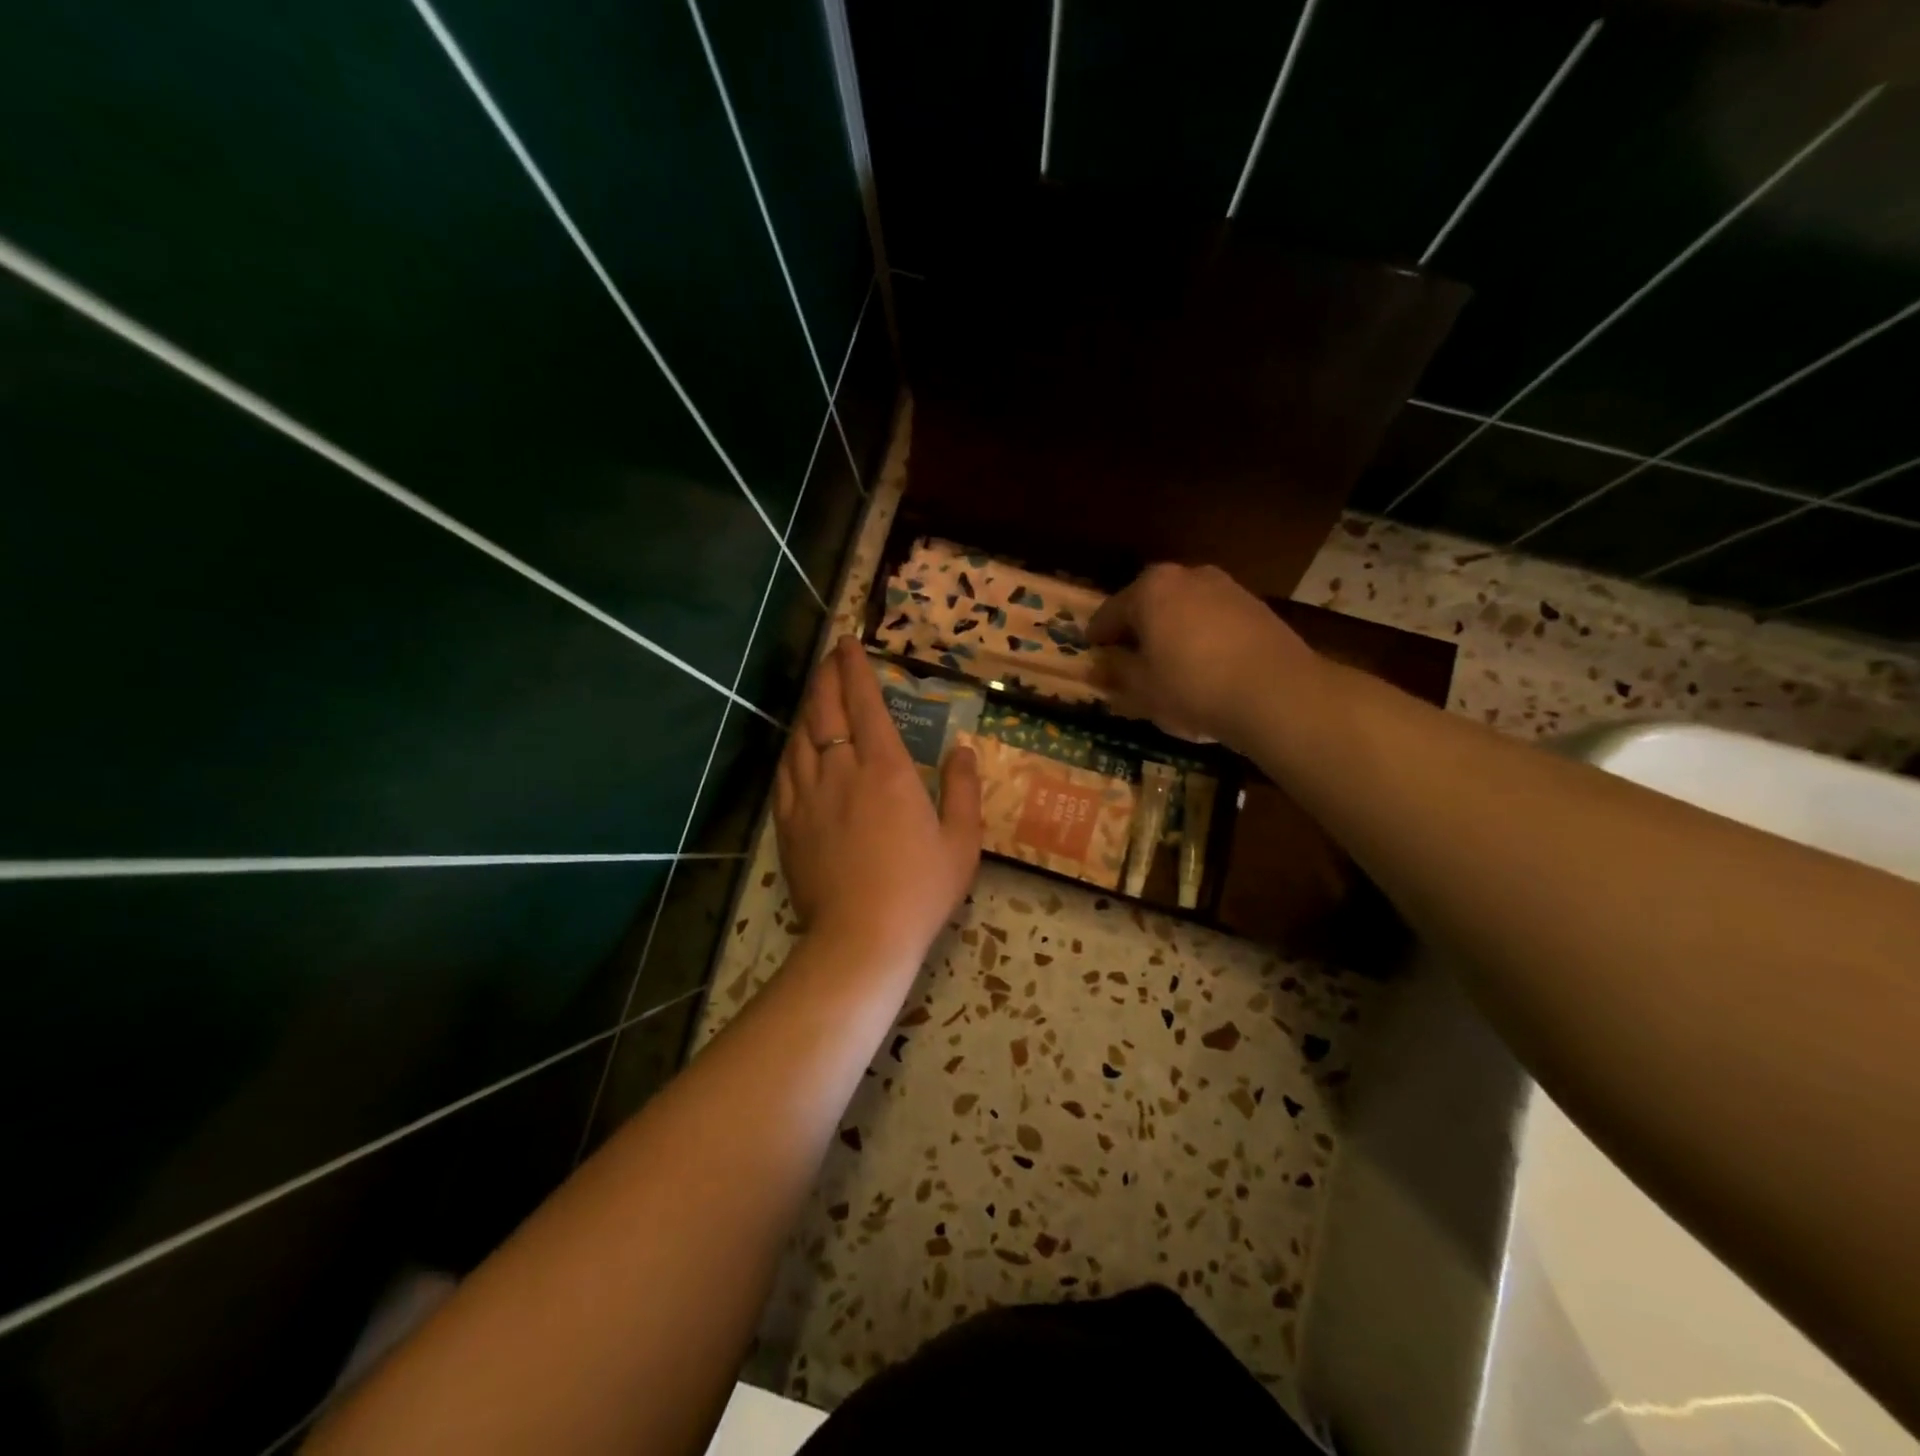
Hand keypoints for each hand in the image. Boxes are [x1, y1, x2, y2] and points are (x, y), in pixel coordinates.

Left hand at [774, 637, 981, 968]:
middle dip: (827, 677)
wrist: (861, 938)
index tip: (848, 643)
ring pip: (800, 737)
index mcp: (886, 769)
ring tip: (816, 693)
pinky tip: (795, 745)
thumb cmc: (919, 889)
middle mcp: (841, 771)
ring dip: (808, 707)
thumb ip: (963, 789)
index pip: (865, 703)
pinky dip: (791, 748)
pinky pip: (784, 772)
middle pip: (826, 710)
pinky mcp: (788, 823)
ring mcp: (808, 796)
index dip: (855, 668)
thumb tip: (963, 749)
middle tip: (830, 657)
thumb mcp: (961, 841)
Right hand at [1086, 563, 1319, 747]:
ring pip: (1184, 609)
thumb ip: (1115, 673)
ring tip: (1168, 663)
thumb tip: (1098, 666)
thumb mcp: (1141, 688)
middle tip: (1128, 657)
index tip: (1092, 652)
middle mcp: (1188, 576)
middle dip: (1137, 628)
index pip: (1110, 611)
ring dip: (1172, 631)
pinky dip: (1202, 636)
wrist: (1276, 693)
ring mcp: (1227, 587)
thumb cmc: (1192, 687)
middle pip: (1150, 603)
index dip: (1098, 636)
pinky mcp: (1256, 607)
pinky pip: (1214, 620)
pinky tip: (1204, 665)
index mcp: (1150, 589)